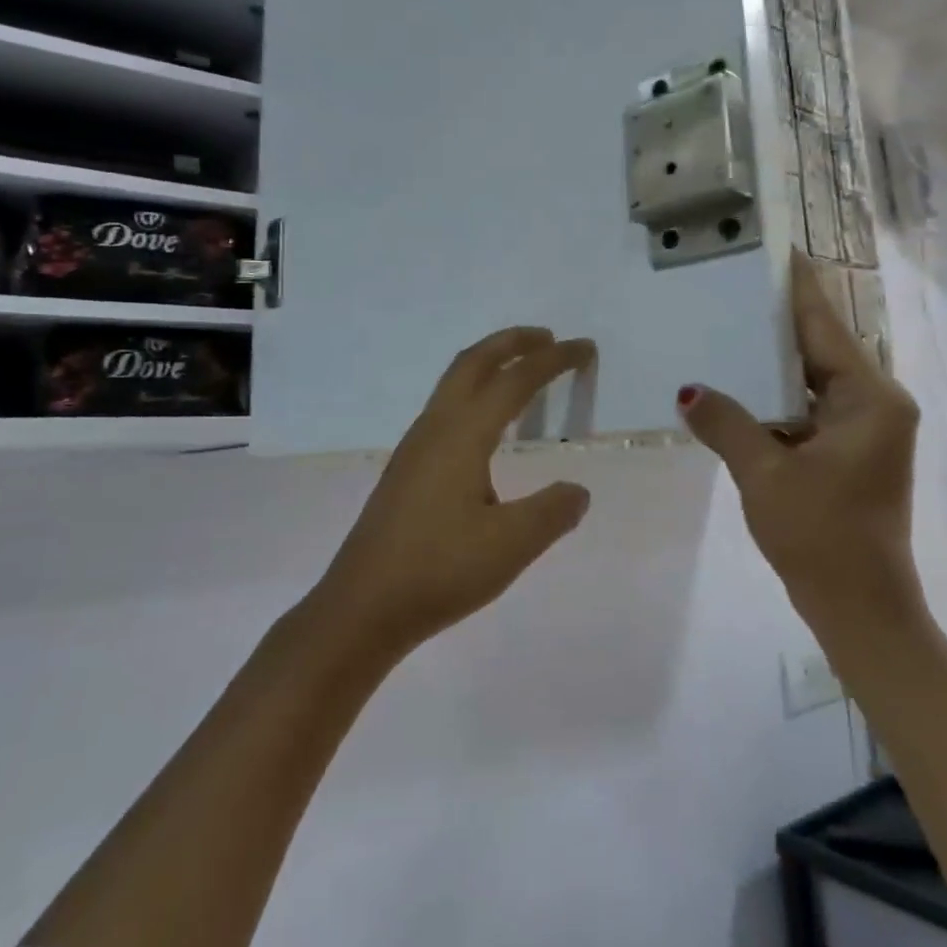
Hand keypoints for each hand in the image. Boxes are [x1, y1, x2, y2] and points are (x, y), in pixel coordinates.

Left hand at [312, 327, 596, 656]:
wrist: (362, 608)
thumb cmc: (439, 571)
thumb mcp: (511, 546)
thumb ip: (552, 512)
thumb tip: (577, 491)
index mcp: (462, 434)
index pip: (516, 381)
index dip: (553, 360)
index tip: (584, 347)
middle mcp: (435, 428)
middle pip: (474, 362)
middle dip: (512, 342)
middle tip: (548, 338)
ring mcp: (414, 447)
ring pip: (454, 383)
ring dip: (490, 364)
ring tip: (521, 372)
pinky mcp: (406, 469)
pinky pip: (445, 408)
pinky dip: (474, 392)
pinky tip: (485, 427)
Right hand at [679, 251, 931, 636]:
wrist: (860, 610)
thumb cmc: (820, 537)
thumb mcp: (764, 474)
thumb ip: (726, 423)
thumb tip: (688, 390)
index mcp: (869, 399)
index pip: (825, 325)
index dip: (798, 287)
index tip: (777, 249)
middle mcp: (875, 404)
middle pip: (821, 347)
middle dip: (779, 319)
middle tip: (735, 283)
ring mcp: (864, 429)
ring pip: (812, 378)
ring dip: (774, 359)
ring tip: (730, 324)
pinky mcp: (850, 451)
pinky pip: (809, 406)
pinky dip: (778, 395)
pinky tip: (741, 383)